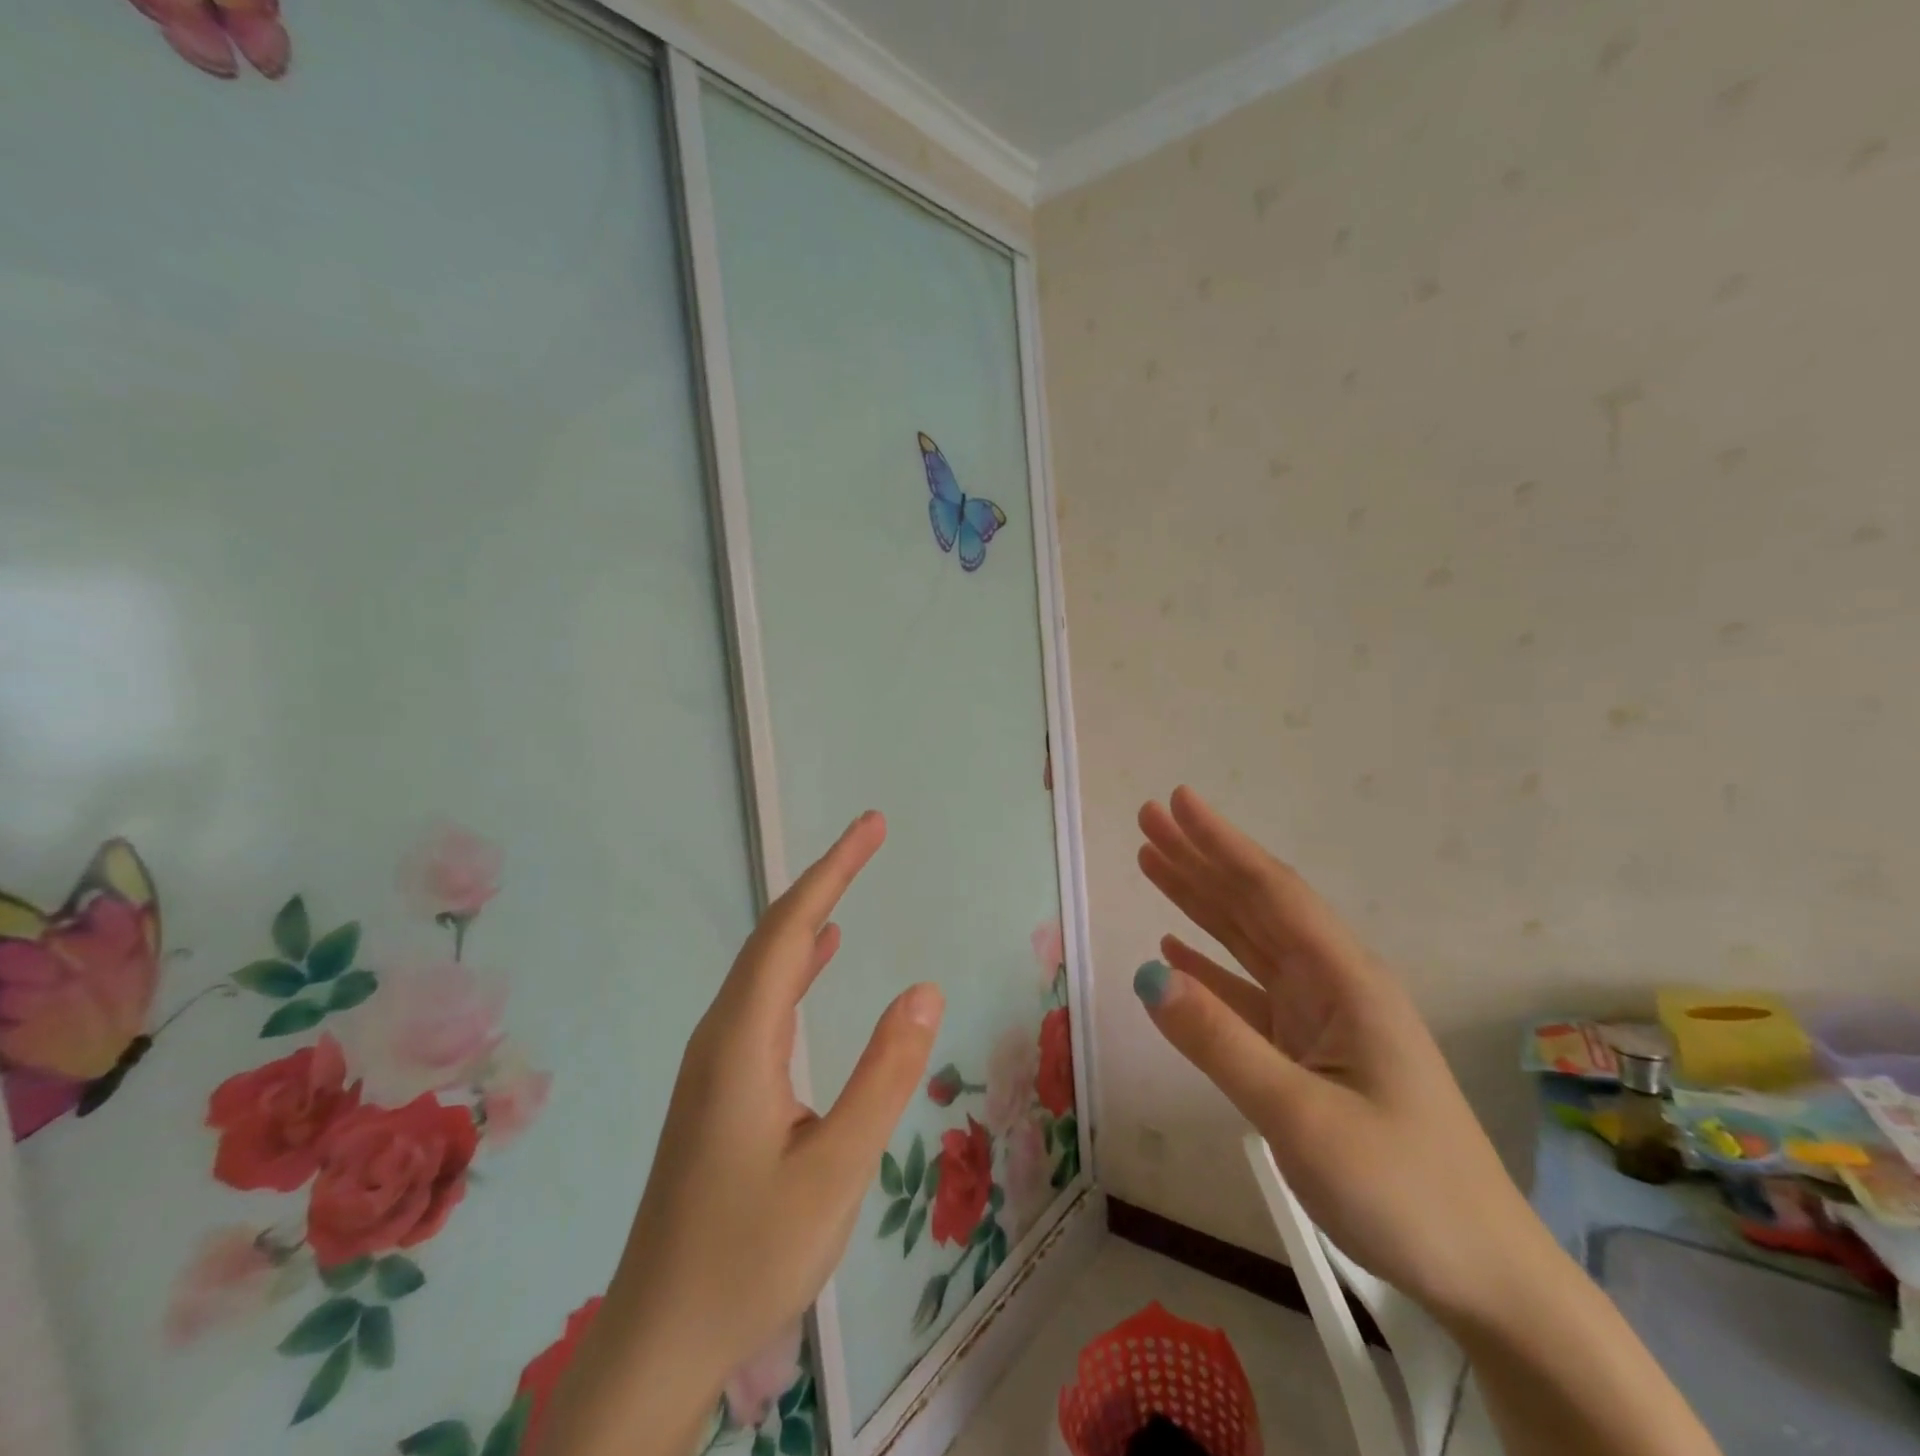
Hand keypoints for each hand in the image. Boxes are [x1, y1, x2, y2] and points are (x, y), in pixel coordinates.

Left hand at [537, 811, 944, 1455]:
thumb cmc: (749, 1255)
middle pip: (774, 935)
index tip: (872, 827)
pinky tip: (822, 958)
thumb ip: (882, 1076)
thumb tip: (924, 990)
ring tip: (851, 880)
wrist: (658, 1340)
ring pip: (765, 966)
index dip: (833, 871)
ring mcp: (715, 1061)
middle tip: (871, 837)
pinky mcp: (719, 1087)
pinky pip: (763, 1000)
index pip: (790, 930)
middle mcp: (721, 1035)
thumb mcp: (835, 1169)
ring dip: (811, 916)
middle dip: (825, 879)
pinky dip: (797, 963)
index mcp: (741, 1041)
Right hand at [1131, 787, 1535, 1320]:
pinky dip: (1208, 966)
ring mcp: (1320, 1018)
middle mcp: (1332, 984)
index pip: (1271, 892)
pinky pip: (1247, 992)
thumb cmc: (1402, 1189)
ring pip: (1247, 941)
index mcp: (1344, 980)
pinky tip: (1173, 952)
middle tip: (1148, 819)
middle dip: (1200, 858)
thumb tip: (1144, 974)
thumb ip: (1221, 1042)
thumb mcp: (1303, 1117)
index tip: (1176, 801)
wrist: (1482, 1274)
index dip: (1220, 843)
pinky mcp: (1309, 1052)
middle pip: (1254, 904)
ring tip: (1151, 862)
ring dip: (1198, 901)